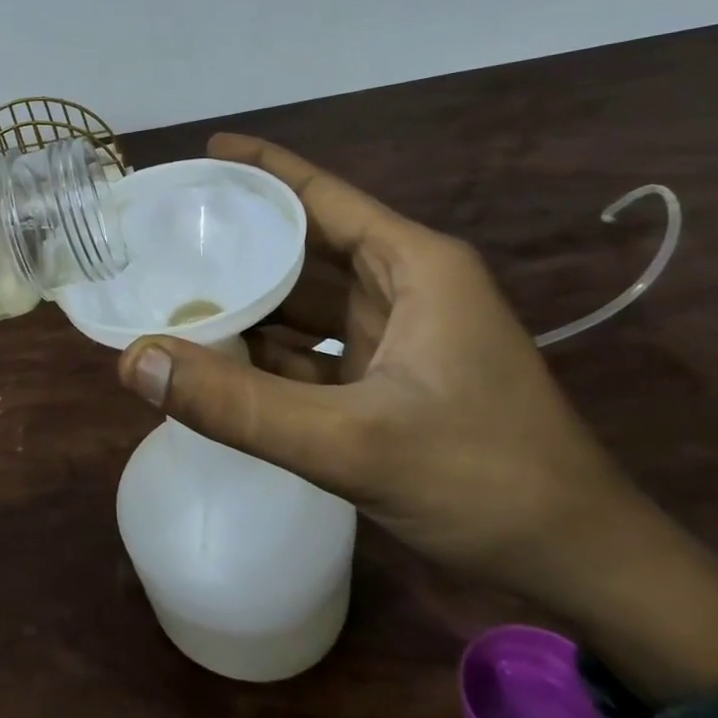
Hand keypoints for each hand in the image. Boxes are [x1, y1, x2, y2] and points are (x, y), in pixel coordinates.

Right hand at [117, 134, 717, 703]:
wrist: (581, 566)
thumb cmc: (483, 480)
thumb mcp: (351, 443)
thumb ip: (238, 406)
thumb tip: (137, 362)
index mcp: (412, 264)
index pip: (320, 194)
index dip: (260, 168)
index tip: (201, 152)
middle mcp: (404, 285)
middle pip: (305, 245)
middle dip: (240, 240)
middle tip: (166, 233)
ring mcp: (397, 333)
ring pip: (305, 301)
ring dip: (249, 300)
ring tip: (173, 291)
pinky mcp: (389, 378)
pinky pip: (313, 348)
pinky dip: (269, 352)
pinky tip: (217, 357)